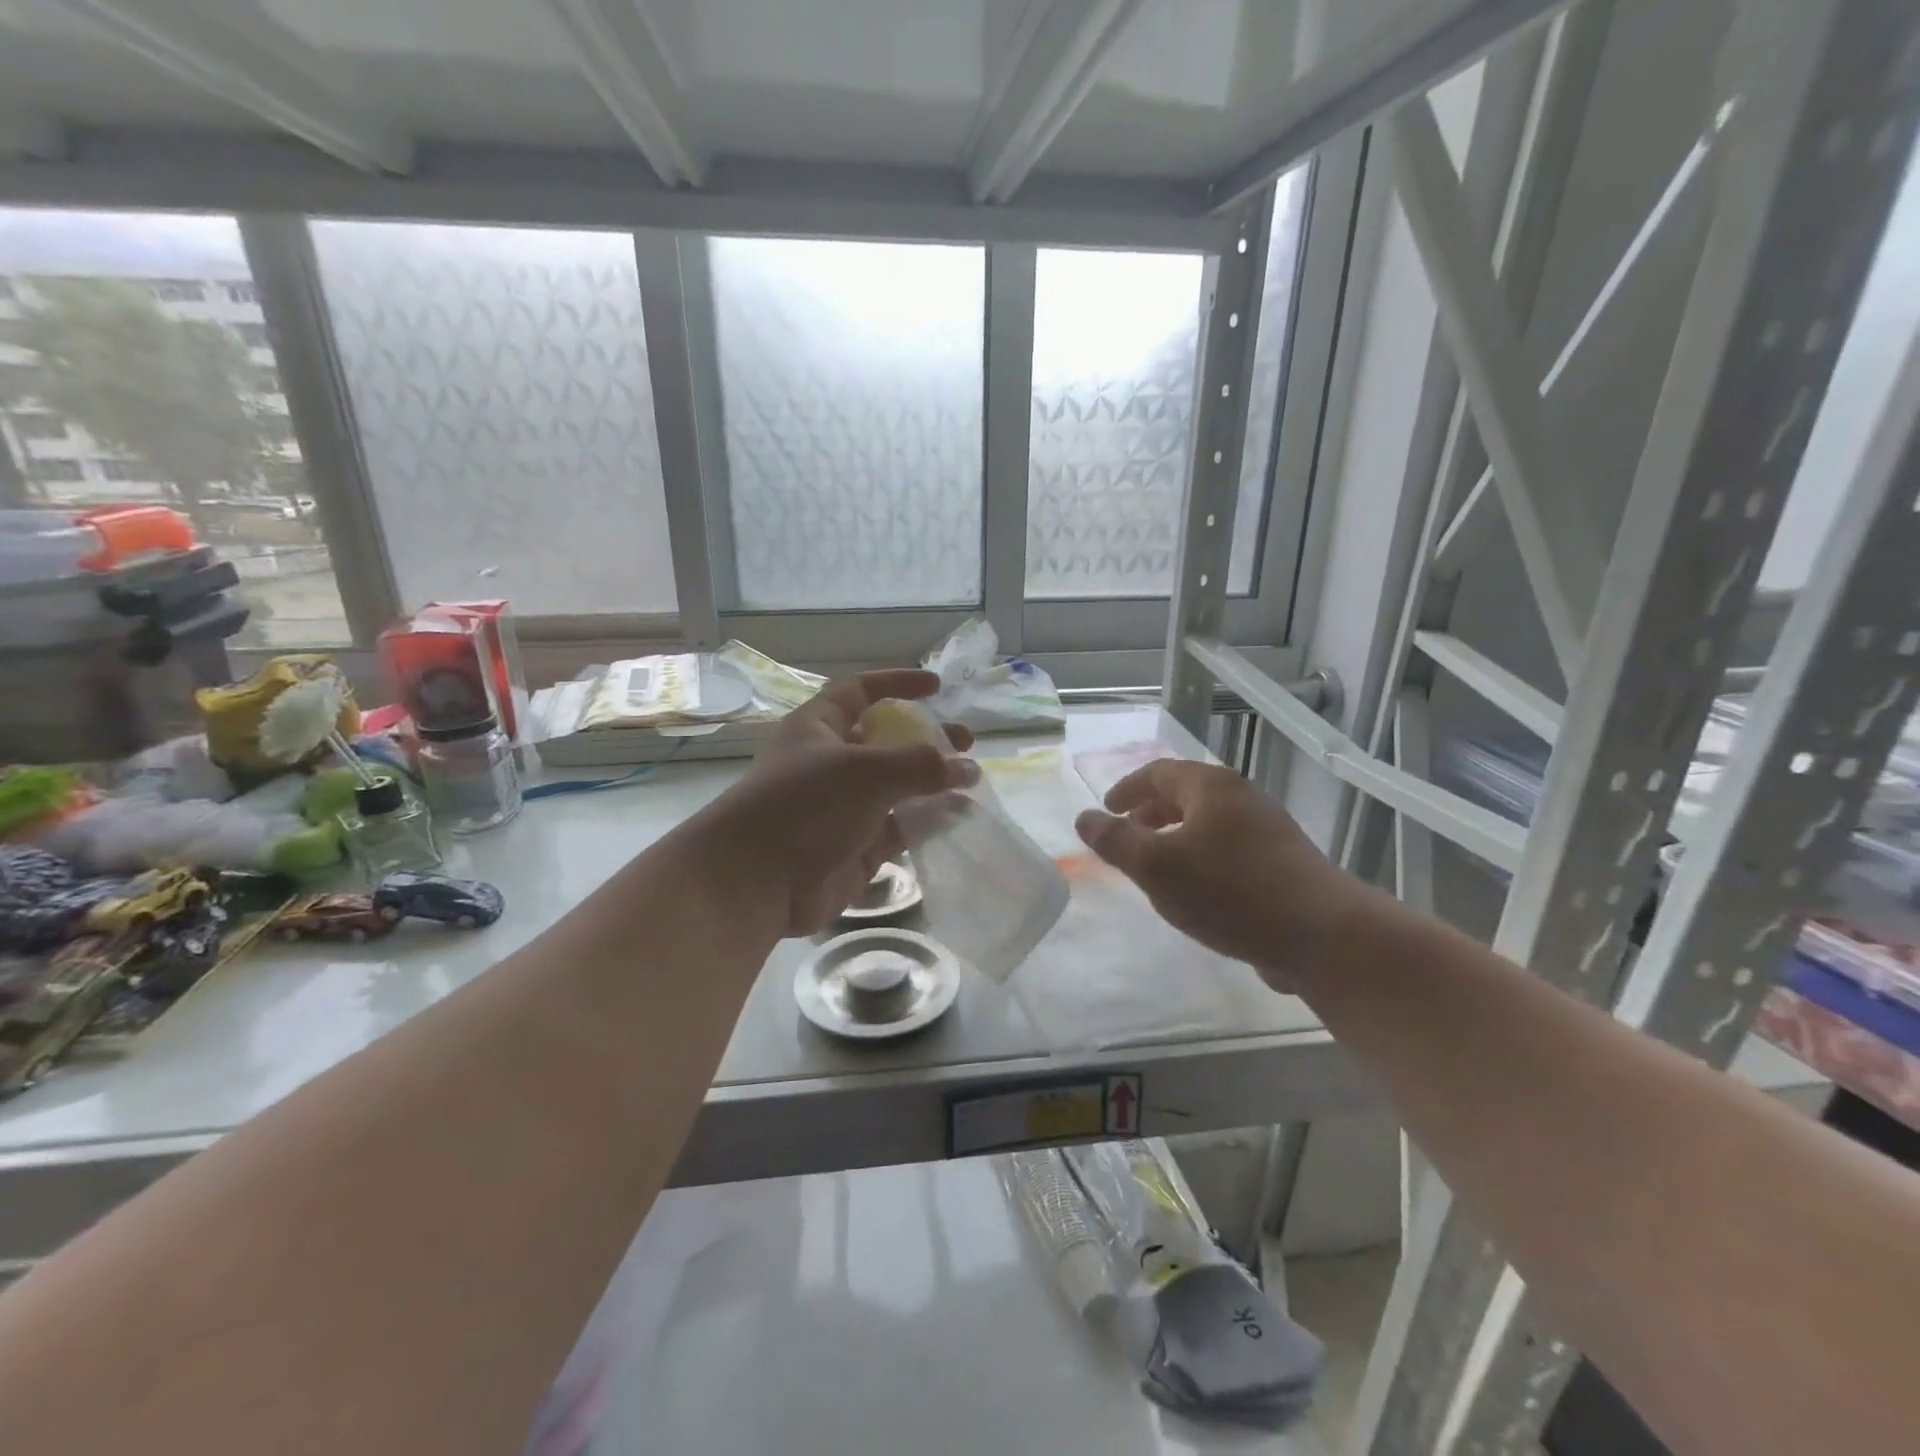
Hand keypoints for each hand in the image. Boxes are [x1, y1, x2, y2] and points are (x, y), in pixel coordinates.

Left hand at [696, 669, 975, 935]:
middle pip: (887, 741)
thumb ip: (919, 764)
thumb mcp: (864, 771)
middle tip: (966, 742)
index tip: (936, 686)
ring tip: (972, 782)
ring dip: (933, 783)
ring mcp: (845, 807)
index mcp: (820, 727)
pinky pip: (900, 828)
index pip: (861, 692)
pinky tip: (958, 817)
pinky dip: (927, 821)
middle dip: (926, 738)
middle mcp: (833, 763)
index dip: (897, 683)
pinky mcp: (857, 847)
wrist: (755, 882)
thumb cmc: (804, 806)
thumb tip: (964, 767)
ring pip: (898, 788)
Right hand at [1074, 760, 1377, 988]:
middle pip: (1186, 794)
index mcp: (1211, 787)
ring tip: (1158, 865)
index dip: (1127, 788)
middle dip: (1151, 811)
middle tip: (1128, 835)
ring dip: (1177, 836)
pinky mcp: (1285, 862)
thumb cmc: (1230, 891)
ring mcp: (1269, 829)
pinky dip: (1202, 856)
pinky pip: (1230, 848)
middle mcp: (1242, 797)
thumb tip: (1084, 817)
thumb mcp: (1156, 867)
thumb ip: (1115, 840)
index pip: (1158, 772)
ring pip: (1209, 822)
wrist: (1323, 935)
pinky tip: (1199, 891)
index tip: (1106, 810)